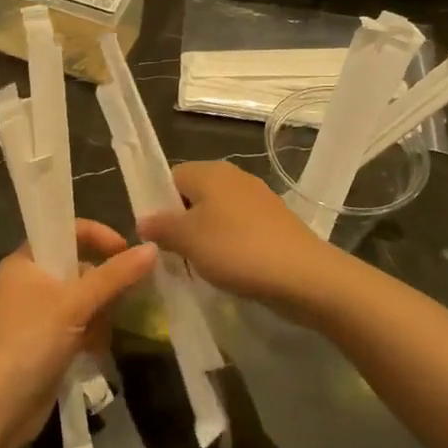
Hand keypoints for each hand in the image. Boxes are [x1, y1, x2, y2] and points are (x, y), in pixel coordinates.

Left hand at [0, 220, 156, 447]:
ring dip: (100, 316)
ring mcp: (37, 316)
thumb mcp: (74, 304)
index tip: (128, 253)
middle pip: (80, 268)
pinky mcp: (45, 344)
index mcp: (26, 262)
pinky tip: (95, 352)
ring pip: (83, 301)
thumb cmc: (28, 344)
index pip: (67, 232)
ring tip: (103, 335)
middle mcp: (29, 283)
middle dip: (105, 286)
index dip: (99, 237)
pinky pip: (78, 327)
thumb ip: (115, 276)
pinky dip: (91, 335)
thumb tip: (153, 248)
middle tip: (124, 301)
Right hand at [136, 162, 340, 314]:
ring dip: (205, 238)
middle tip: (175, 255)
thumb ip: (161, 227)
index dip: (157, 205)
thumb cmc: (236, 250)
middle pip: (194, 196)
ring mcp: (258, 199)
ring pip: (217, 215)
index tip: (156, 236)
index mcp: (210, 171)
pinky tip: (229, 270)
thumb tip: (145, 220)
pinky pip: (239, 230)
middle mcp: (235, 177)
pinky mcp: (275, 222)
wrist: (302, 275)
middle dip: (181, 224)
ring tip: (200, 267)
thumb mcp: (187, 240)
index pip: (170, 177)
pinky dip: (229, 246)